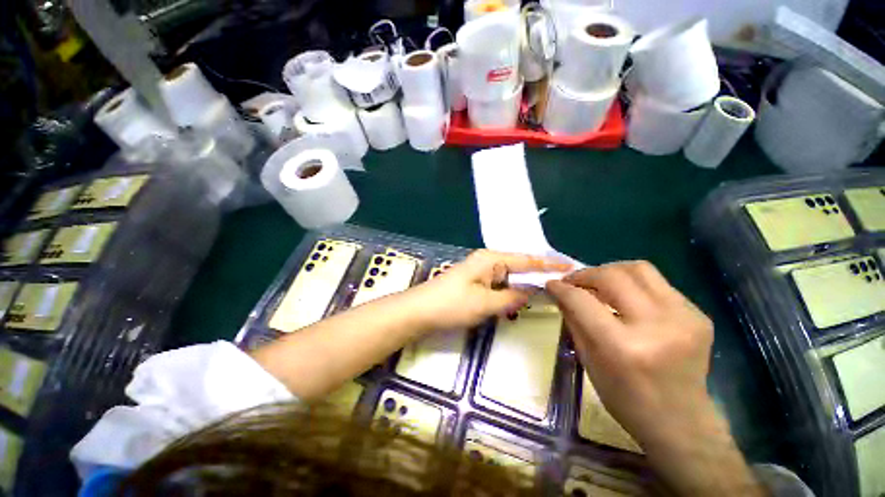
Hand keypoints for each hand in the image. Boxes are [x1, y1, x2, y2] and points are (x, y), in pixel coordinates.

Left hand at [411, 250, 571, 331]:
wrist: (419, 311)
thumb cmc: (452, 304)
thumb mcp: (486, 303)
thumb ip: (512, 298)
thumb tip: (531, 292)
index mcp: (491, 259)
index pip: (526, 260)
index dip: (548, 264)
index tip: (570, 267)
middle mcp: (487, 261)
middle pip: (518, 267)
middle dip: (538, 276)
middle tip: (561, 286)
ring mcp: (479, 271)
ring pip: (509, 277)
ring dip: (523, 286)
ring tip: (547, 294)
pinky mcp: (474, 282)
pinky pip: (499, 285)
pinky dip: (510, 292)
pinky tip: (519, 300)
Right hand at [546, 261, 712, 443]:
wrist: (681, 421)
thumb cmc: (626, 399)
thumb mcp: (588, 360)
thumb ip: (573, 320)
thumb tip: (560, 292)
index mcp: (623, 347)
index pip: (582, 300)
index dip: (562, 288)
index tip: (551, 284)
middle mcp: (657, 326)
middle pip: (612, 276)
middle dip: (585, 274)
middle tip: (573, 282)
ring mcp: (684, 318)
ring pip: (639, 269)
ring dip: (610, 272)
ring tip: (598, 283)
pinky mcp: (698, 315)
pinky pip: (658, 284)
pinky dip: (633, 286)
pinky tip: (627, 299)